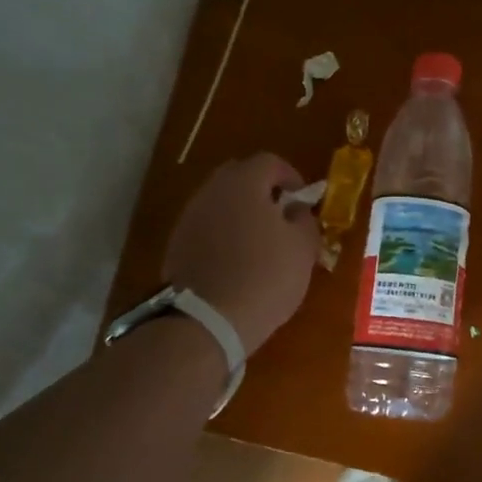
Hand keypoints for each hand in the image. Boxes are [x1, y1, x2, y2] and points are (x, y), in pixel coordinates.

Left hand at [163, 153, 318, 356]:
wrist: (208, 319)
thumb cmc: (265, 277)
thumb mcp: (302, 248)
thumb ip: (304, 220)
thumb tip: (296, 210)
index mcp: (244, 183)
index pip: (270, 162)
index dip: (291, 176)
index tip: (303, 199)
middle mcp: (211, 191)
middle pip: (240, 177)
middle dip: (262, 190)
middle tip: (281, 214)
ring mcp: (189, 217)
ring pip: (220, 203)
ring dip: (240, 213)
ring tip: (259, 241)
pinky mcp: (177, 244)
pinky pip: (207, 227)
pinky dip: (223, 235)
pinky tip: (236, 261)